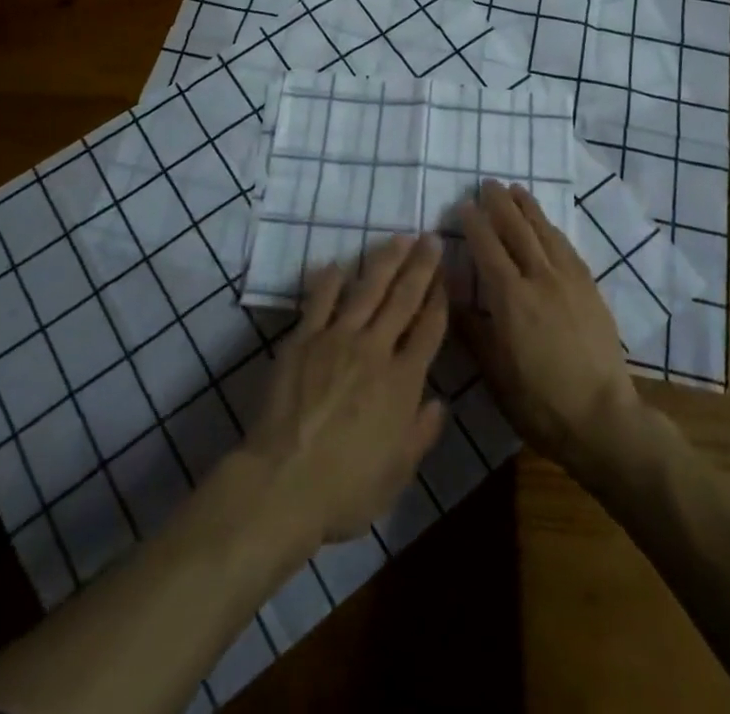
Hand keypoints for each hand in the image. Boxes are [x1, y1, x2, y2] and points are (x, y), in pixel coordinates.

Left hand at [241, 233, 448, 548]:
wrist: (283, 483)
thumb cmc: (345, 490)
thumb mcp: (396, 475)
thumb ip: (421, 434)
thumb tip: (440, 403)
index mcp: (402, 382)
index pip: (428, 330)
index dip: (440, 300)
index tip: (447, 276)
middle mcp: (375, 350)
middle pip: (403, 299)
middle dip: (421, 267)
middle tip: (431, 238)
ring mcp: (337, 339)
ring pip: (367, 290)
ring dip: (386, 262)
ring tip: (399, 238)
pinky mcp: (304, 339)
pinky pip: (321, 301)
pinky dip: (331, 281)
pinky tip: (339, 264)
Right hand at [453, 180, 643, 470]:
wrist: (603, 418)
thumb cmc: (539, 402)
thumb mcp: (494, 372)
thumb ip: (472, 329)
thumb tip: (452, 296)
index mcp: (510, 298)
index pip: (487, 247)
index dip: (474, 224)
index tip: (463, 205)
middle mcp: (539, 278)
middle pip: (517, 230)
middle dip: (500, 204)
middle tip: (488, 183)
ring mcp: (569, 281)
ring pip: (545, 232)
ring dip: (528, 208)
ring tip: (516, 189)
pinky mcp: (590, 289)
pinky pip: (567, 247)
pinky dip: (552, 229)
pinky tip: (547, 225)